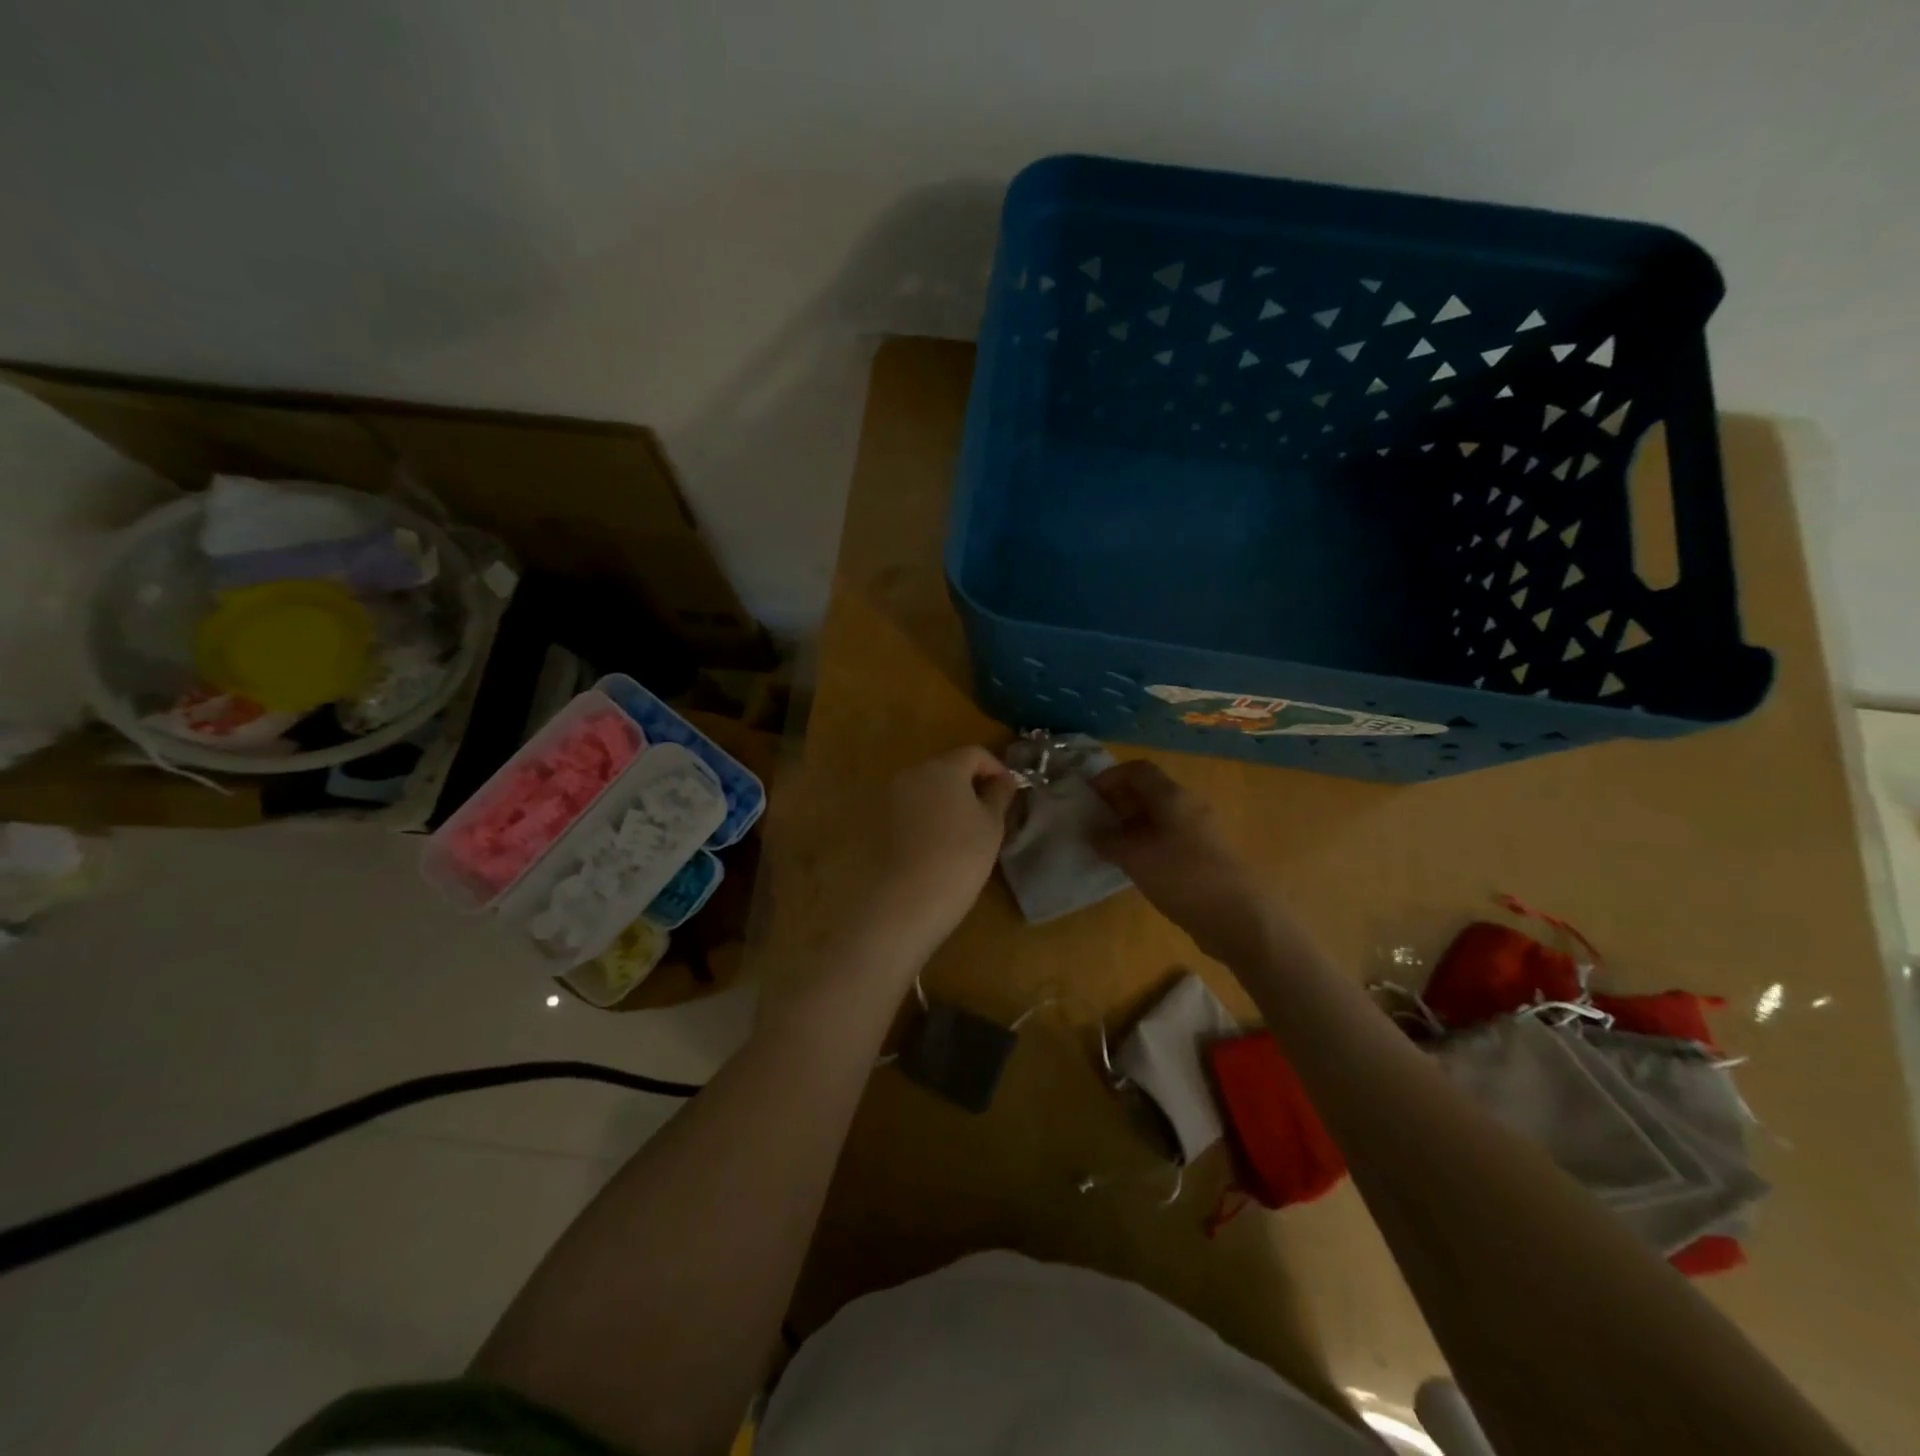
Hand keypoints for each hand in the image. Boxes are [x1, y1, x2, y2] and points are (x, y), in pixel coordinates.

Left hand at [861, 746, 1017, 961]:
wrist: (908, 898)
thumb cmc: (961, 857)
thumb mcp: (991, 825)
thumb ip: (999, 794)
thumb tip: (1004, 779)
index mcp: (944, 767)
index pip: (974, 753)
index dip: (995, 767)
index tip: (1008, 790)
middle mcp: (913, 773)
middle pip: (947, 767)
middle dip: (969, 783)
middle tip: (988, 811)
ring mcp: (892, 795)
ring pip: (927, 787)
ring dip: (947, 799)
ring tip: (964, 830)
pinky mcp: (879, 819)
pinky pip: (911, 807)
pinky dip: (927, 815)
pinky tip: (937, 842)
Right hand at [1089, 759, 1280, 967]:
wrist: (1238, 916)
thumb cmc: (1181, 877)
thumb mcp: (1134, 857)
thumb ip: (1108, 841)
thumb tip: (1093, 832)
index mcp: (1172, 796)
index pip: (1137, 770)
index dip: (1109, 777)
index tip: (1088, 796)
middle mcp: (1190, 805)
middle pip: (1150, 790)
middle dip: (1119, 801)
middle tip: (1095, 822)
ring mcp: (1202, 830)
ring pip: (1161, 815)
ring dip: (1133, 824)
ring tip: (1110, 845)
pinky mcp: (1207, 854)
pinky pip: (1171, 836)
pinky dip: (1149, 841)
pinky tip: (1137, 865)